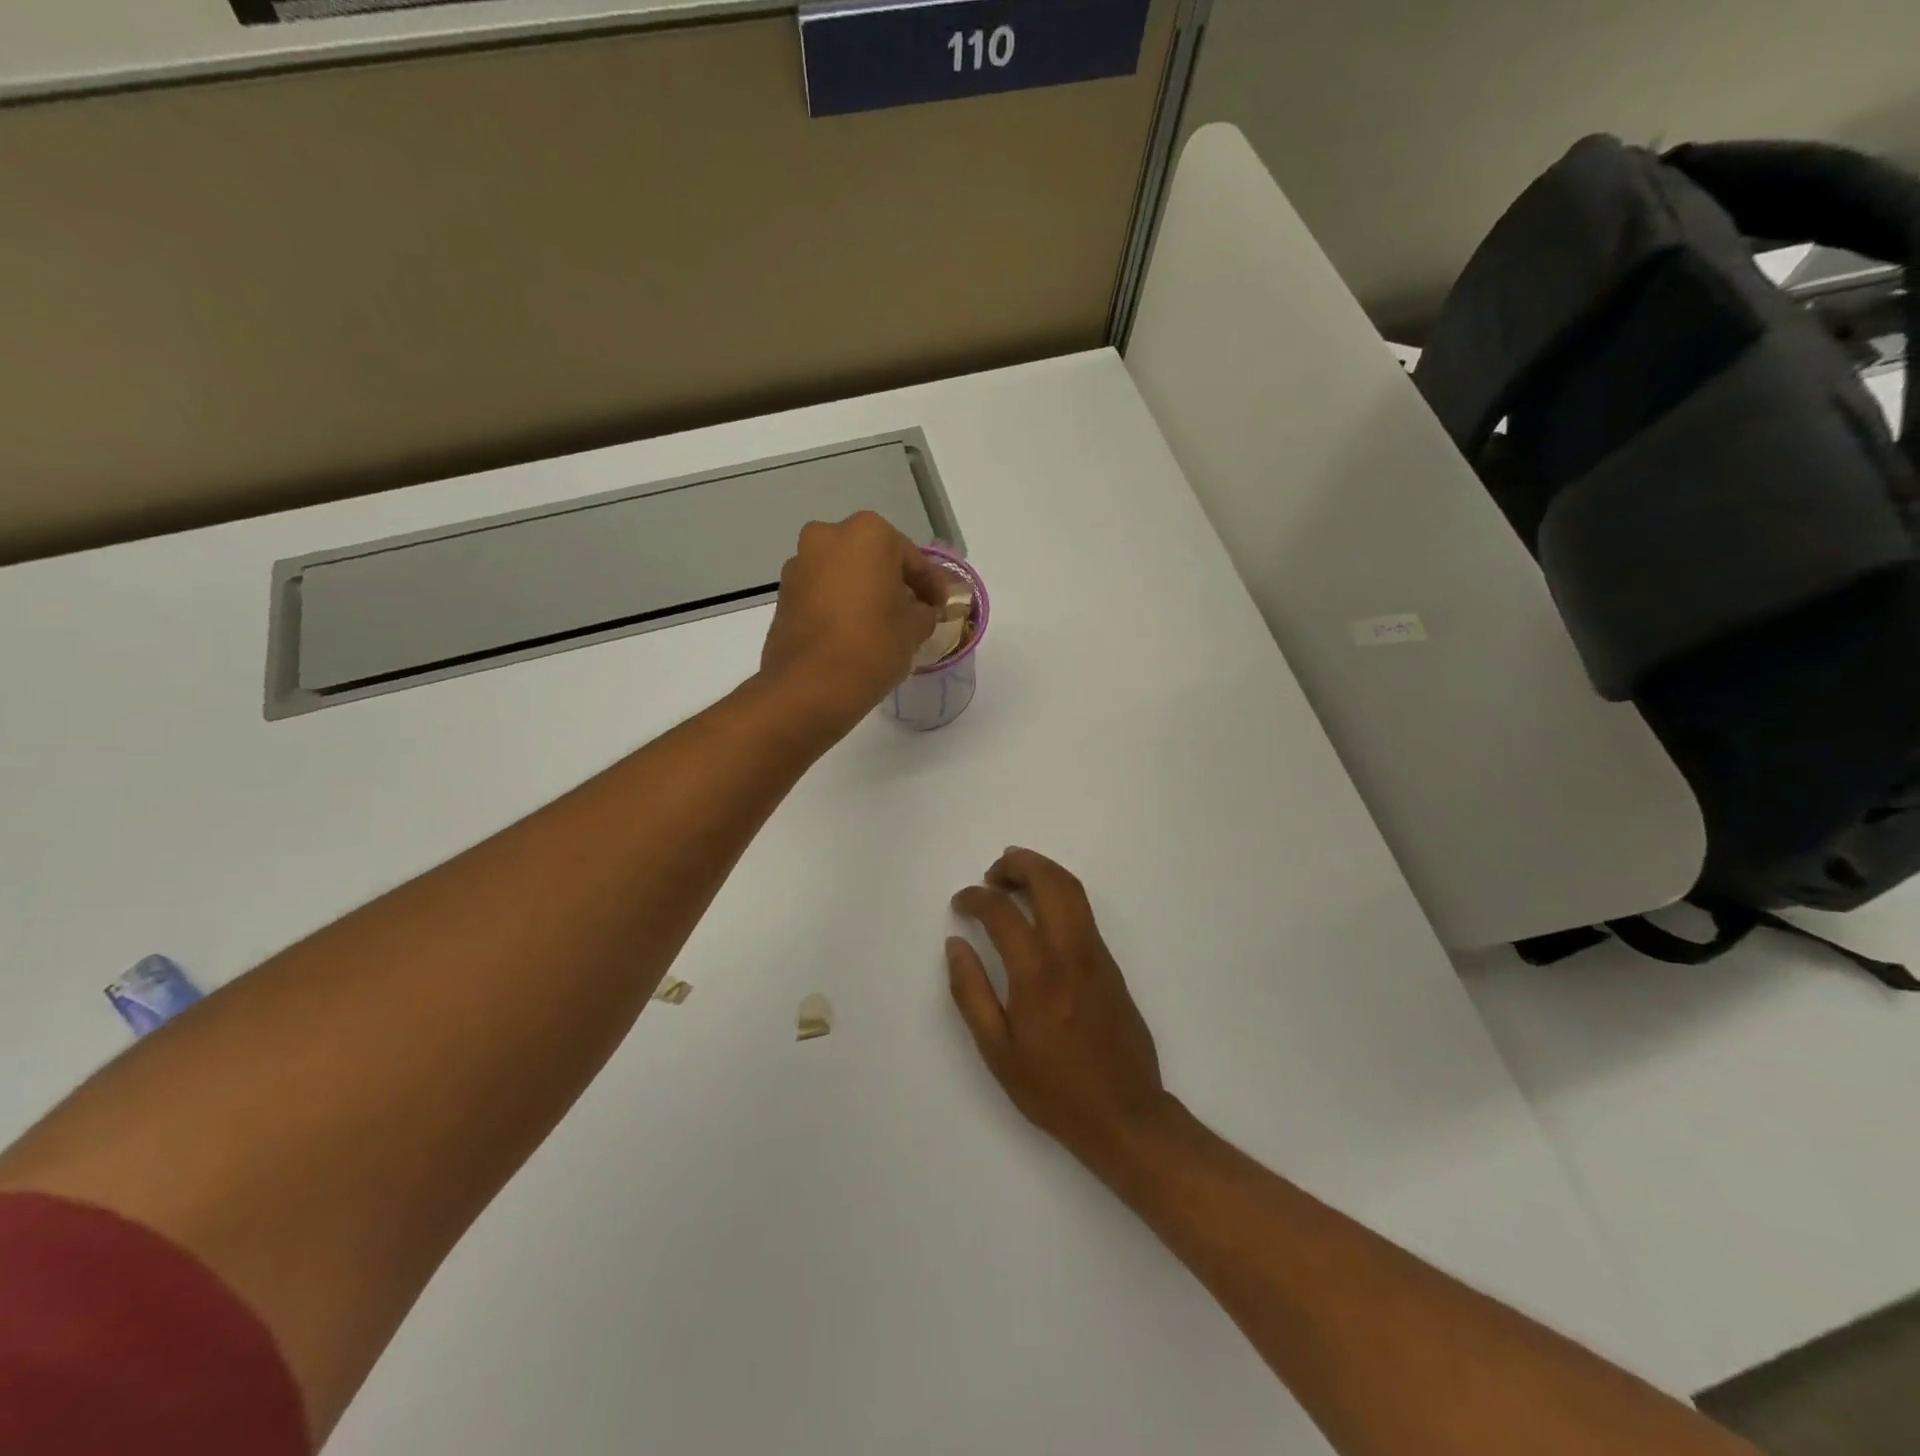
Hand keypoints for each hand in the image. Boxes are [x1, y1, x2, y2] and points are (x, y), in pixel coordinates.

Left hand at [759, 513, 945, 733]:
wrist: (809, 687)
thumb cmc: (872, 646)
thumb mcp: (915, 628)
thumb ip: (925, 611)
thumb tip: (922, 610)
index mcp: (868, 533)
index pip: (912, 559)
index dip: (932, 585)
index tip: (942, 606)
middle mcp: (829, 536)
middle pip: (874, 558)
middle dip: (893, 582)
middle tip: (913, 611)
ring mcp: (800, 563)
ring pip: (844, 573)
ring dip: (864, 591)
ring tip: (882, 624)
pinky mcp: (784, 592)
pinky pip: (823, 591)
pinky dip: (841, 604)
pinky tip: (855, 630)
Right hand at [948, 849, 1173, 1172]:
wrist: (1125, 1115)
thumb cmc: (1053, 1090)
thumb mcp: (997, 1051)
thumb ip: (972, 993)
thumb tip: (956, 945)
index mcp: (1038, 976)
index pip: (1004, 913)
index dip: (977, 898)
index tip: (961, 902)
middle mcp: (1072, 954)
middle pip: (1050, 883)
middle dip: (1019, 864)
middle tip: (992, 872)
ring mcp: (1097, 956)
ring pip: (1073, 891)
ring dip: (1042, 872)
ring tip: (1013, 879)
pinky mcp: (1111, 965)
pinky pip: (1083, 913)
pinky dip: (1058, 894)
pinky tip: (1039, 912)